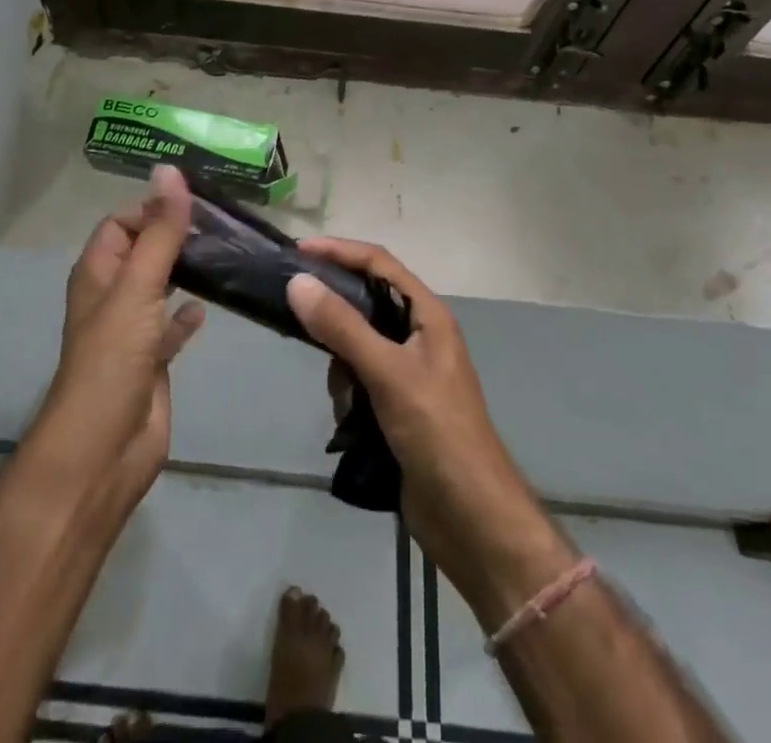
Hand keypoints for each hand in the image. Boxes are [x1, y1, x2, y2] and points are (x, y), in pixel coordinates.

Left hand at [33, 165, 204, 511]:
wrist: (104, 450)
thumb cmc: (113, 359)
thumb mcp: (138, 287)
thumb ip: (159, 231)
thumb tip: (169, 169)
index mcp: (98, 272)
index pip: (121, 222)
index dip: (152, 208)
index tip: (197, 203)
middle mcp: (112, 295)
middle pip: (143, 250)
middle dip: (174, 235)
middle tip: (222, 224)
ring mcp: (132, 330)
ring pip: (160, 286)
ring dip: (185, 270)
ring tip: (226, 253)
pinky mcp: (152, 360)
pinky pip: (171, 326)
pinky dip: (188, 314)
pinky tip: (210, 306)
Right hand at [287, 238, 572, 623]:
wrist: (472, 520)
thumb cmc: (438, 434)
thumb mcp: (388, 374)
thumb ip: (342, 327)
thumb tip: (298, 282)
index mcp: (428, 315)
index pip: (379, 264)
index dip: (340, 251)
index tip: (298, 252)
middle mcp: (419, 335)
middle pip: (366, 302)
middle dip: (336, 315)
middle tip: (298, 319)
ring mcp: (409, 372)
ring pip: (357, 344)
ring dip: (341, 364)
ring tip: (343, 395)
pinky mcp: (397, 405)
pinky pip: (359, 379)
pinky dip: (348, 393)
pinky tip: (349, 420)